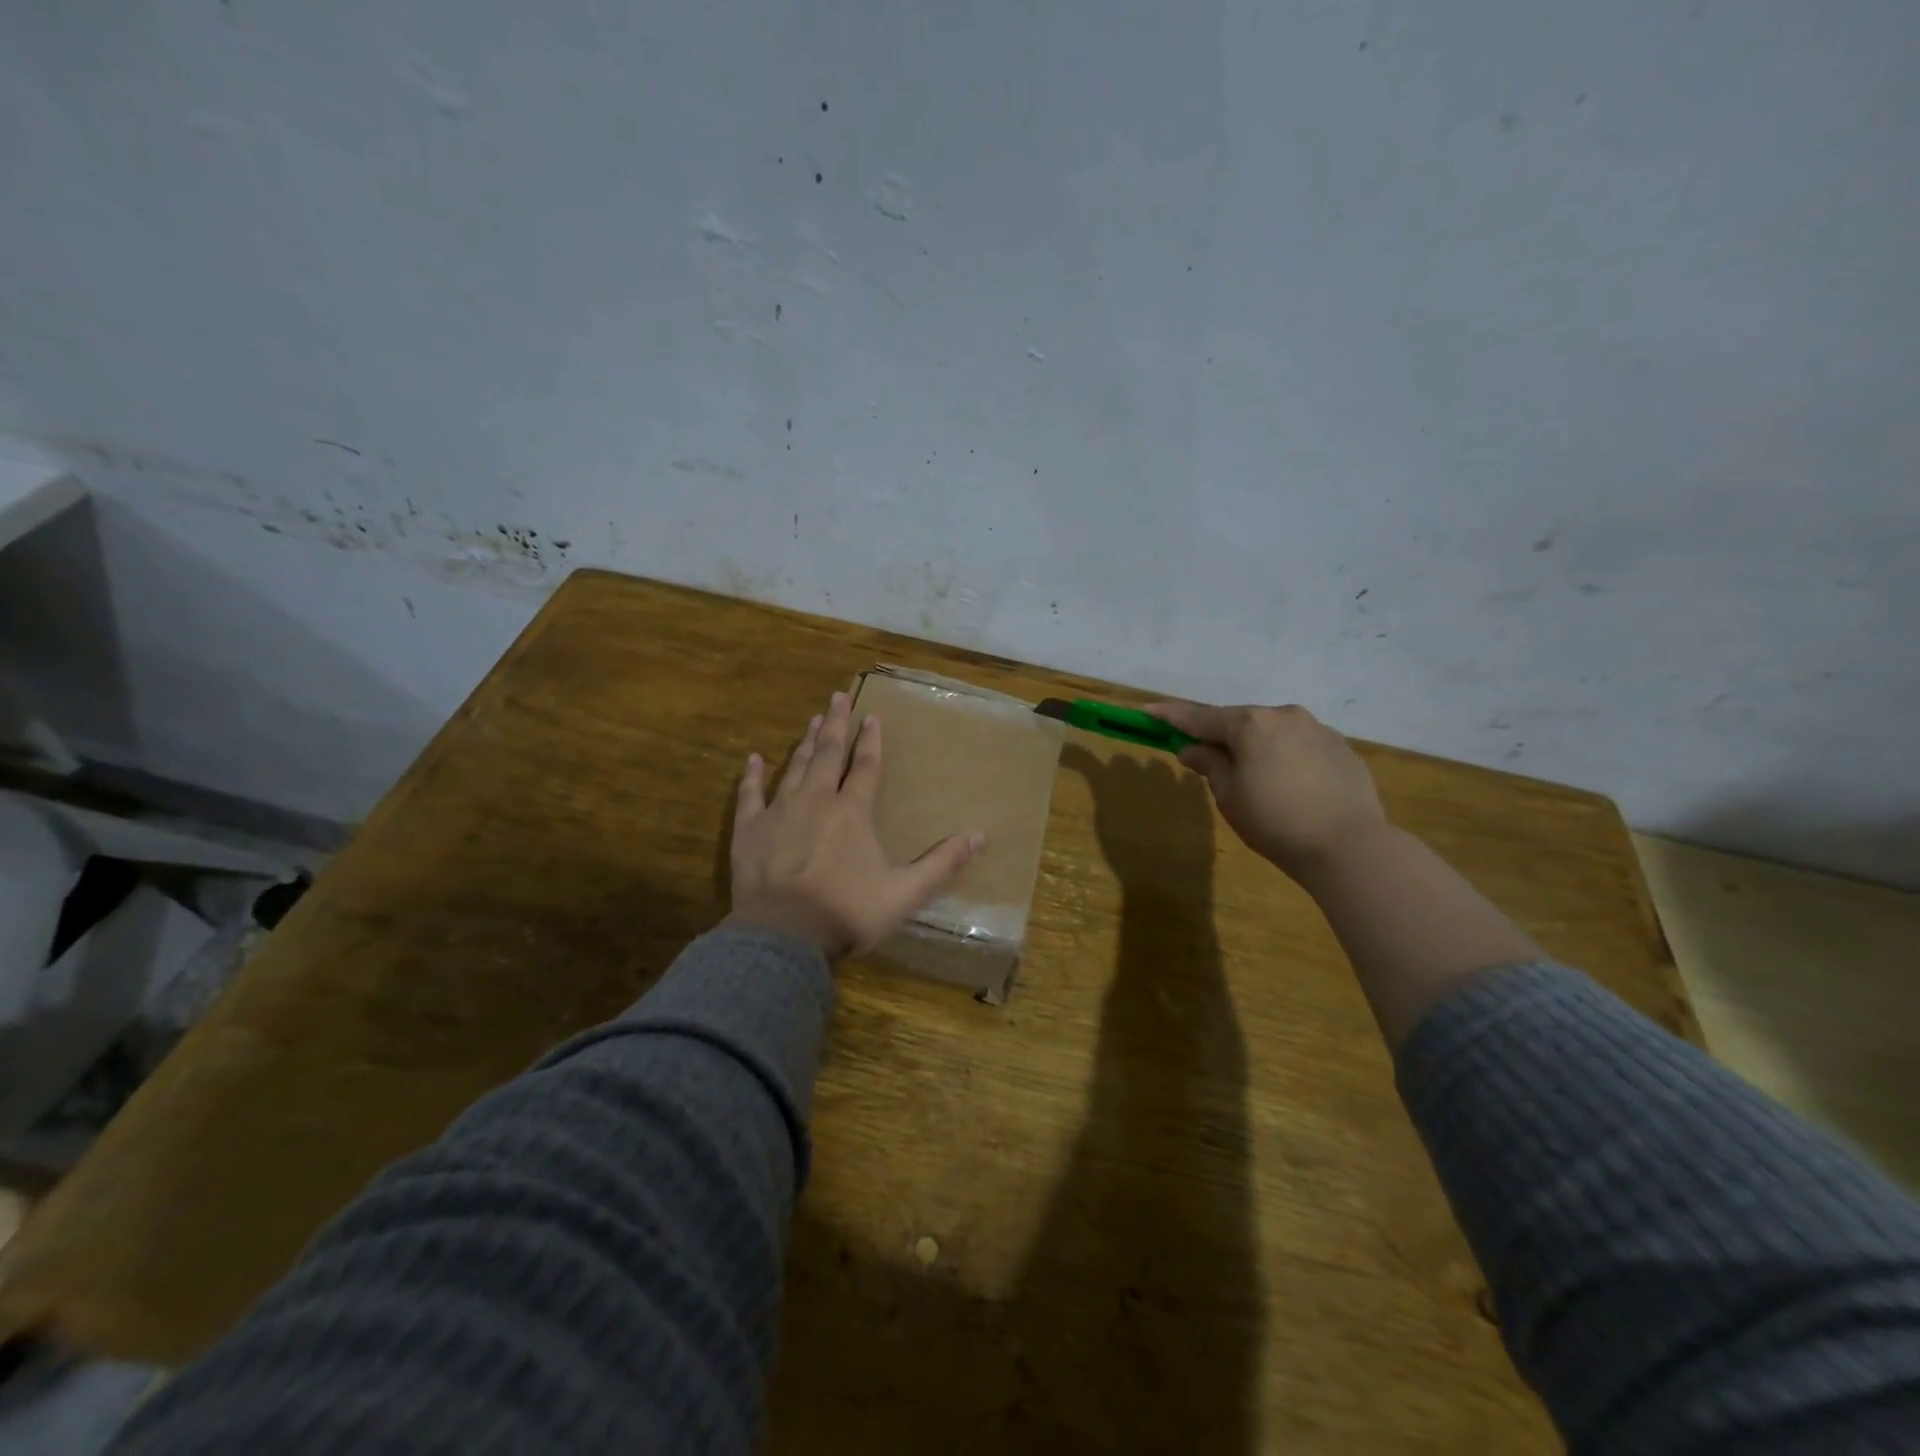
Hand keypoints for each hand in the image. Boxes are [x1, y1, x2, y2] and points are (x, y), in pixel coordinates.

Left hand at [728, 691, 985, 959]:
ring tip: (811, 721)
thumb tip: (980, 836)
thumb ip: (942, 863)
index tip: (872, 716)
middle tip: (837, 697)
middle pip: (827, 754)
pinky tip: (753, 759)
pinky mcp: (749, 830)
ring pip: (794, 768)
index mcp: (852, 812)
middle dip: (834, 724)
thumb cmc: (847, 911)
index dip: (871, 741)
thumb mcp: (905, 893)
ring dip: (804, 744)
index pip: (866, 766)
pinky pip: (749, 795)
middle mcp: (816, 801)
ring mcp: (778, 812)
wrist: (785, 936)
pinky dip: (752, 775)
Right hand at [1146, 700, 1387, 880]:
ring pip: (1273, 731)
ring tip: (1250, 773)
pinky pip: (1300, 744)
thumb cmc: (1275, 822)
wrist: (1348, 845)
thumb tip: (1193, 749)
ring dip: (1255, 744)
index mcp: (1250, 724)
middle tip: (1201, 751)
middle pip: (1240, 720)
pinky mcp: (1341, 747)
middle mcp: (1284, 715)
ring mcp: (1317, 728)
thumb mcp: (1229, 796)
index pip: (1200, 717)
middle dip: (1219, 734)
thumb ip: (1209, 765)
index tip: (1148, 710)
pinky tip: (1287, 782)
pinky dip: (1284, 755)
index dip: (1171, 716)